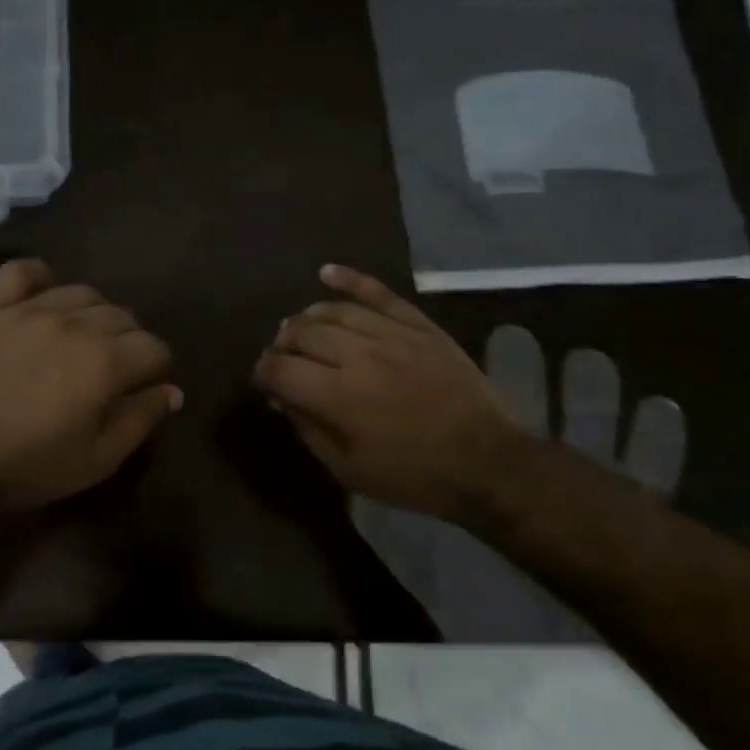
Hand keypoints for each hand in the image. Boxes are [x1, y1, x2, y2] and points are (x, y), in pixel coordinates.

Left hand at [0, 259, 180, 512]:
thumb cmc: (25, 466)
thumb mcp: (95, 460)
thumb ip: (140, 420)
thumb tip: (172, 391)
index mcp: (105, 361)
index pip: (155, 348)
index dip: (155, 371)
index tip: (140, 392)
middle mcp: (74, 323)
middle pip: (124, 317)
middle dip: (129, 344)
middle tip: (109, 376)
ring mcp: (31, 309)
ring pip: (85, 293)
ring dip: (94, 316)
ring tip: (80, 344)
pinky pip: (23, 272)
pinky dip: (40, 279)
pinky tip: (44, 299)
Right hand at [252, 264, 521, 519]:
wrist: (486, 462)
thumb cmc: (413, 476)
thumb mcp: (349, 471)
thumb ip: (309, 430)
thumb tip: (281, 397)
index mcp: (338, 396)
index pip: (280, 369)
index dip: (263, 372)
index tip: (264, 381)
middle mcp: (359, 356)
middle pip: (302, 333)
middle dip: (282, 345)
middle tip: (284, 359)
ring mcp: (392, 335)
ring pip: (334, 311)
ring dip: (307, 318)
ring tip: (301, 329)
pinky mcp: (419, 326)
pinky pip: (379, 293)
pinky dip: (350, 279)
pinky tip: (326, 273)